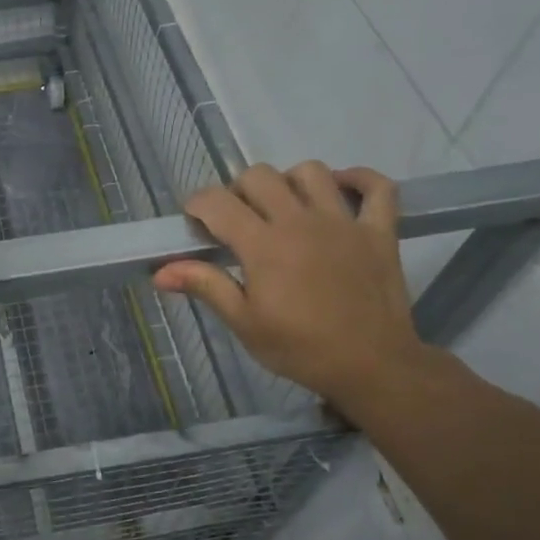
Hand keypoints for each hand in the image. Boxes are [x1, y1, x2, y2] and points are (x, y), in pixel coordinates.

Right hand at [153, 162, 434, 414]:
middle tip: (237, 219)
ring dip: (290, 181)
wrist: (373, 367)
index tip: (195, 221)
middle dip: (238, 190)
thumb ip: (205, 286)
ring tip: (284, 206)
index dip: (198, 204)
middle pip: (260, 176)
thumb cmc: (300, 348)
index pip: (218, 202)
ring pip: (311, 172)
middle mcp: (301, 222)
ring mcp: (344, 222)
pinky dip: (360, 180)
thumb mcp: (244, 323)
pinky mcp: (379, 231)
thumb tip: (160, 272)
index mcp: (264, 245)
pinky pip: (378, 188)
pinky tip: (340, 190)